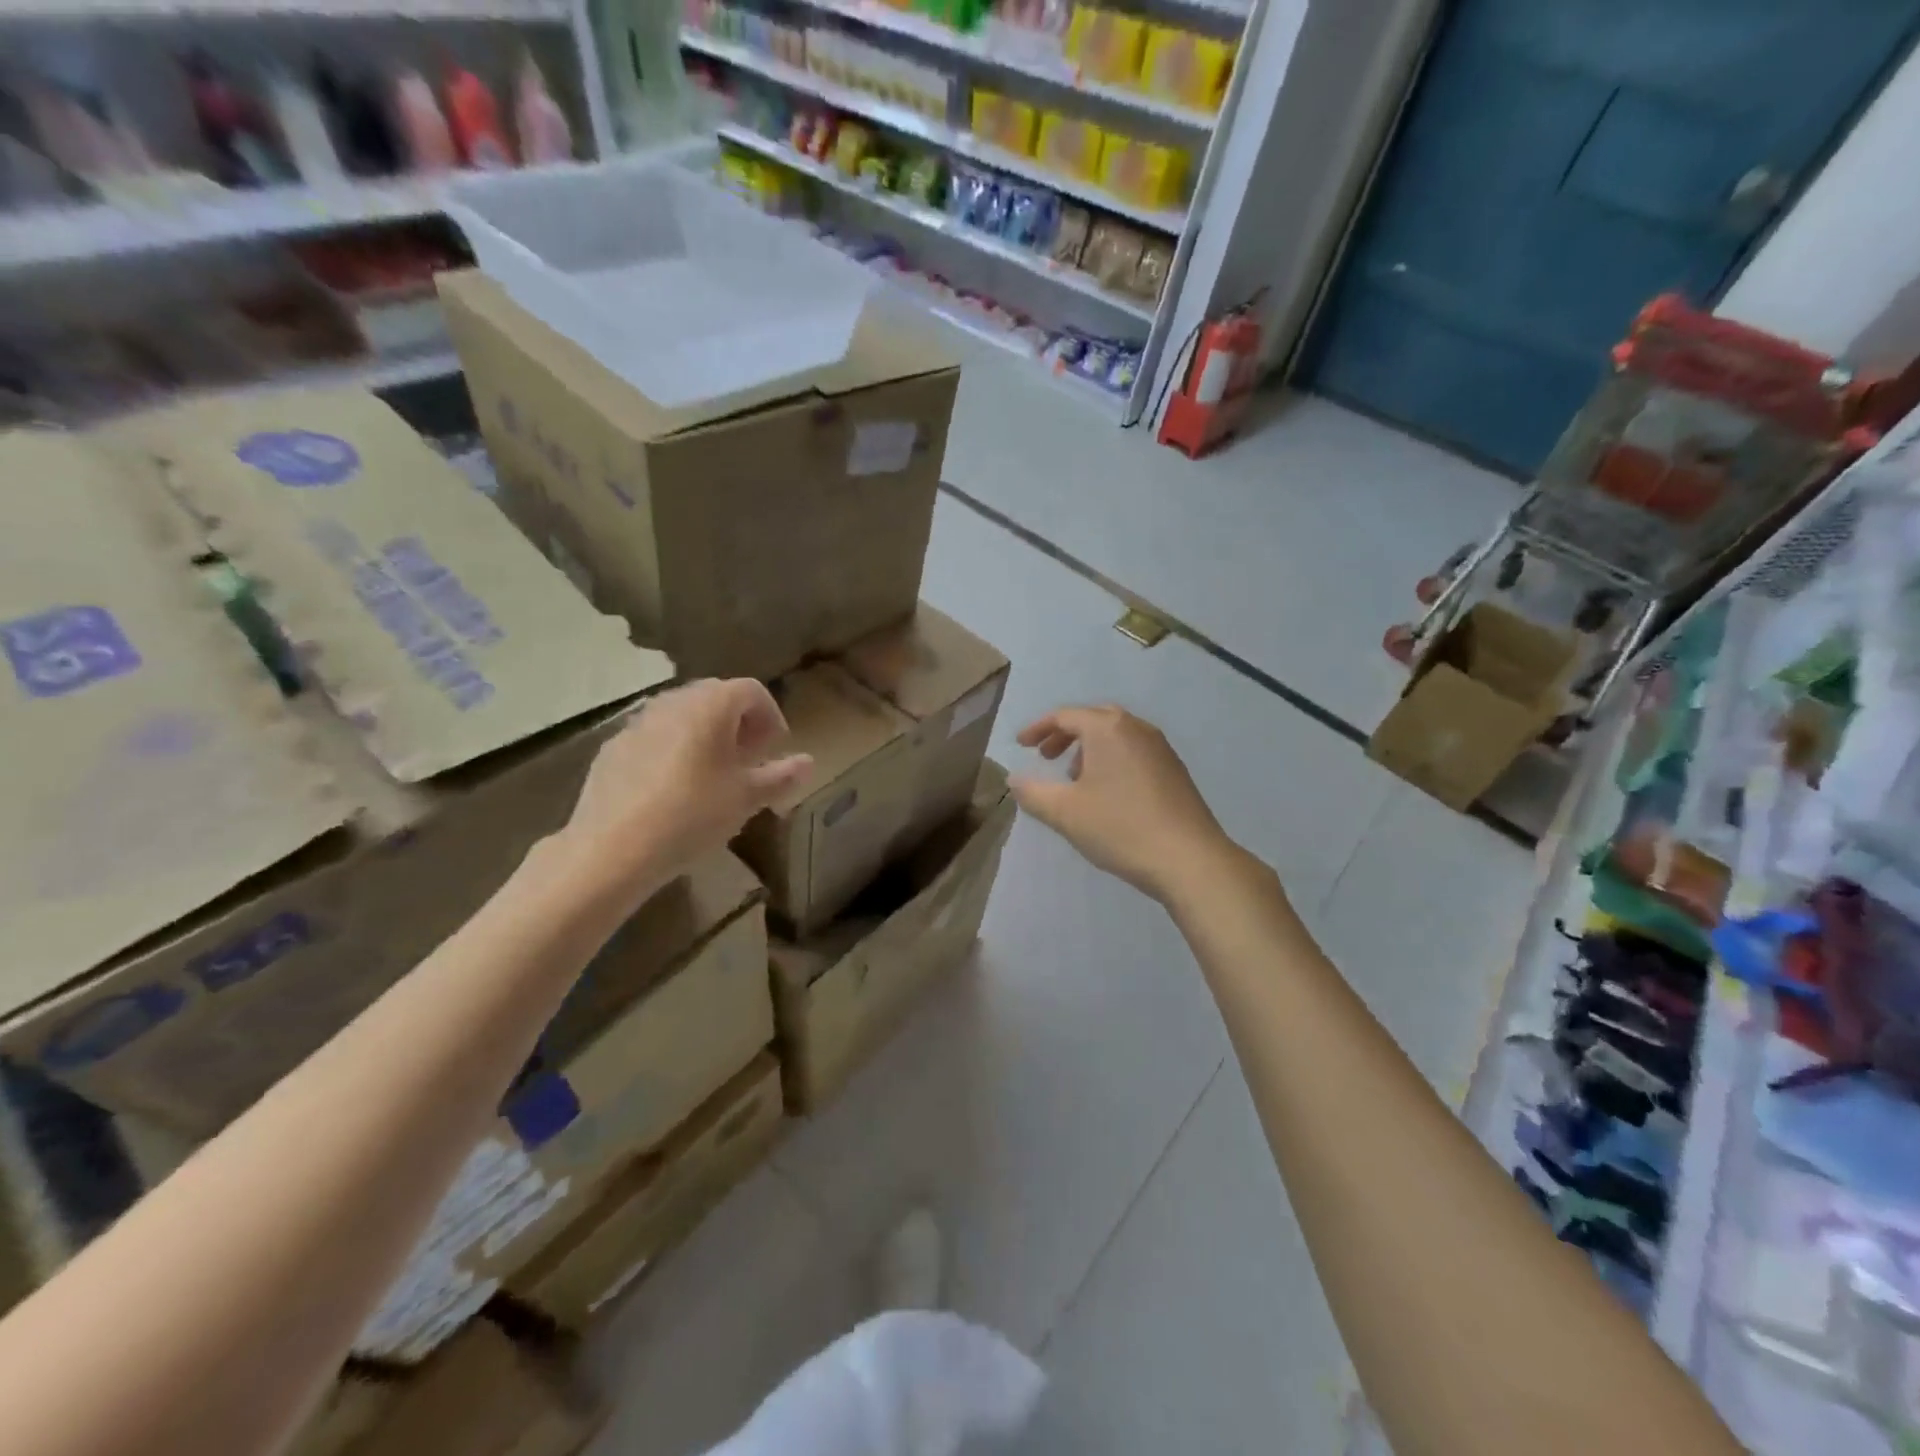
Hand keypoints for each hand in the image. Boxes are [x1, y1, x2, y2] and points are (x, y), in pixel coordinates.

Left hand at [560, 679, 811, 898]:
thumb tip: (807, 762)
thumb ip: (780, 776)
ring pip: (682, 715)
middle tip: (748, 758)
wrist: (613, 848)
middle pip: (715, 697)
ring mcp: (638, 722)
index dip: (770, 714)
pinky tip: (673, 788)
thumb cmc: (693, 814)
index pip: (751, 690)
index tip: (775, 747)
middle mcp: (673, 702)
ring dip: (704, 734)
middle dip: (738, 722)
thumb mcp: (746, 799)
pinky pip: (654, 736)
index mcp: (711, 706)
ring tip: (712, 773)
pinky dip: (673, 748)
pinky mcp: (613, 747)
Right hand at [1012, 705, 1240, 903]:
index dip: (1038, 729)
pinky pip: (1134, 752)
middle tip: (1047, 758)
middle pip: (1094, 719)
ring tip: (1074, 779)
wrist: (1189, 859)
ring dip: (1090, 749)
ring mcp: (1161, 749)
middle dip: (1065, 735)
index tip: (1021, 746)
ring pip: (1117, 736)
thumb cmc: (1120, 828)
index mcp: (1108, 729)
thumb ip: (1033, 793)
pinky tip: (1107, 794)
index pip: (1065, 716)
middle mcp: (1137, 729)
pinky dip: (1112, 760)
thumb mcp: (1065, 813)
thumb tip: (1014, 779)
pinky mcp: (1175, 771)